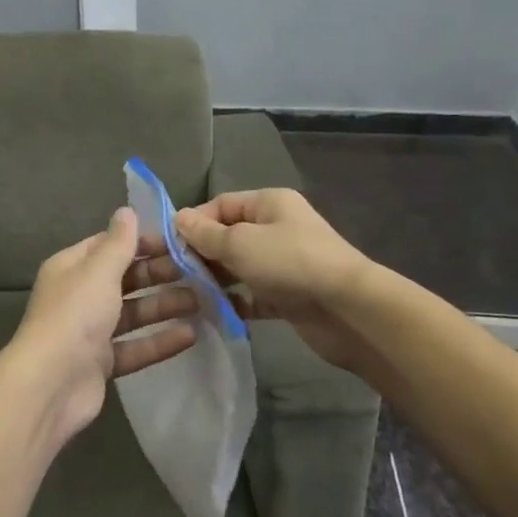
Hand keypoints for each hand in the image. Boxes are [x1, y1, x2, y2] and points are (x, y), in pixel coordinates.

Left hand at [7, 207, 199, 447]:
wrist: (51, 384)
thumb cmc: (75, 315)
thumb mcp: (99, 271)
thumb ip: (119, 243)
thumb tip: (127, 210)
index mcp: (72, 268)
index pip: (109, 246)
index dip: (142, 242)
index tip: (178, 242)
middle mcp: (80, 296)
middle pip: (125, 279)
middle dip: (159, 274)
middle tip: (199, 272)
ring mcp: (90, 332)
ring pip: (133, 313)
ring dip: (165, 306)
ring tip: (203, 301)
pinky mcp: (101, 364)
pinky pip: (135, 347)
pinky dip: (160, 340)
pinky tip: (191, 336)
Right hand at [159, 188, 376, 376]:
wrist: (348, 310)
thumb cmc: (290, 263)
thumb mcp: (240, 243)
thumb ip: (206, 233)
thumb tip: (178, 218)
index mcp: (269, 203)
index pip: (221, 205)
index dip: (194, 222)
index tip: (169, 246)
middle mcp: (277, 228)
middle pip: (229, 236)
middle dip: (202, 253)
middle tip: (174, 274)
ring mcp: (284, 263)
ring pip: (240, 267)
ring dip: (216, 279)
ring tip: (187, 294)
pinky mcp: (289, 296)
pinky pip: (253, 294)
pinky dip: (235, 301)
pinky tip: (212, 312)